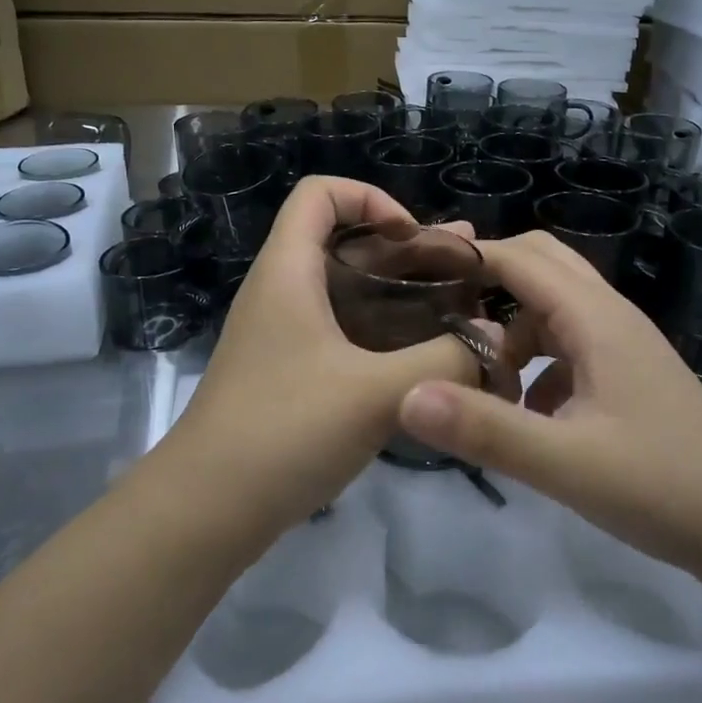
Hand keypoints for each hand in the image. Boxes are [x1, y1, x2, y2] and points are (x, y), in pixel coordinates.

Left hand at [163, 177, 495, 530]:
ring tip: (464, 308)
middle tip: (469, 270)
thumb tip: (494, 342)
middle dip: (408, 251)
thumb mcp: (376, 392)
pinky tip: (428, 359)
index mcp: (288, 270)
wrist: (207, 509)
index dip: (371, 197)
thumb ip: (445, 360)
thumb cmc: (284, 431)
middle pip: (346, 243)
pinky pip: (345, 333)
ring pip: (350, 292)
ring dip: (403, 294)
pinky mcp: (293, 374)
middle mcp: (284, 292)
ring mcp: (286, 335)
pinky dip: (387, 334)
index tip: (414, 238)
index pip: (320, 193)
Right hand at [396, 231, 701, 587]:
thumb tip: (406, 397)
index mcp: (596, 319)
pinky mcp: (626, 377)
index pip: (521, 259)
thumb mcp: (565, 463)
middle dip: (489, 279)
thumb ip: (486, 430)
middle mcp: (610, 318)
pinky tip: (524, 411)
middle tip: (439, 310)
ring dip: (511, 328)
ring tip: (476, 375)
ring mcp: (622, 347)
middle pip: (541, 267)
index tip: (415, 269)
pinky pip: (568, 347)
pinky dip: (535, 361)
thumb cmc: (662, 485)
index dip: (468, 256)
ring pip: (553, 309)